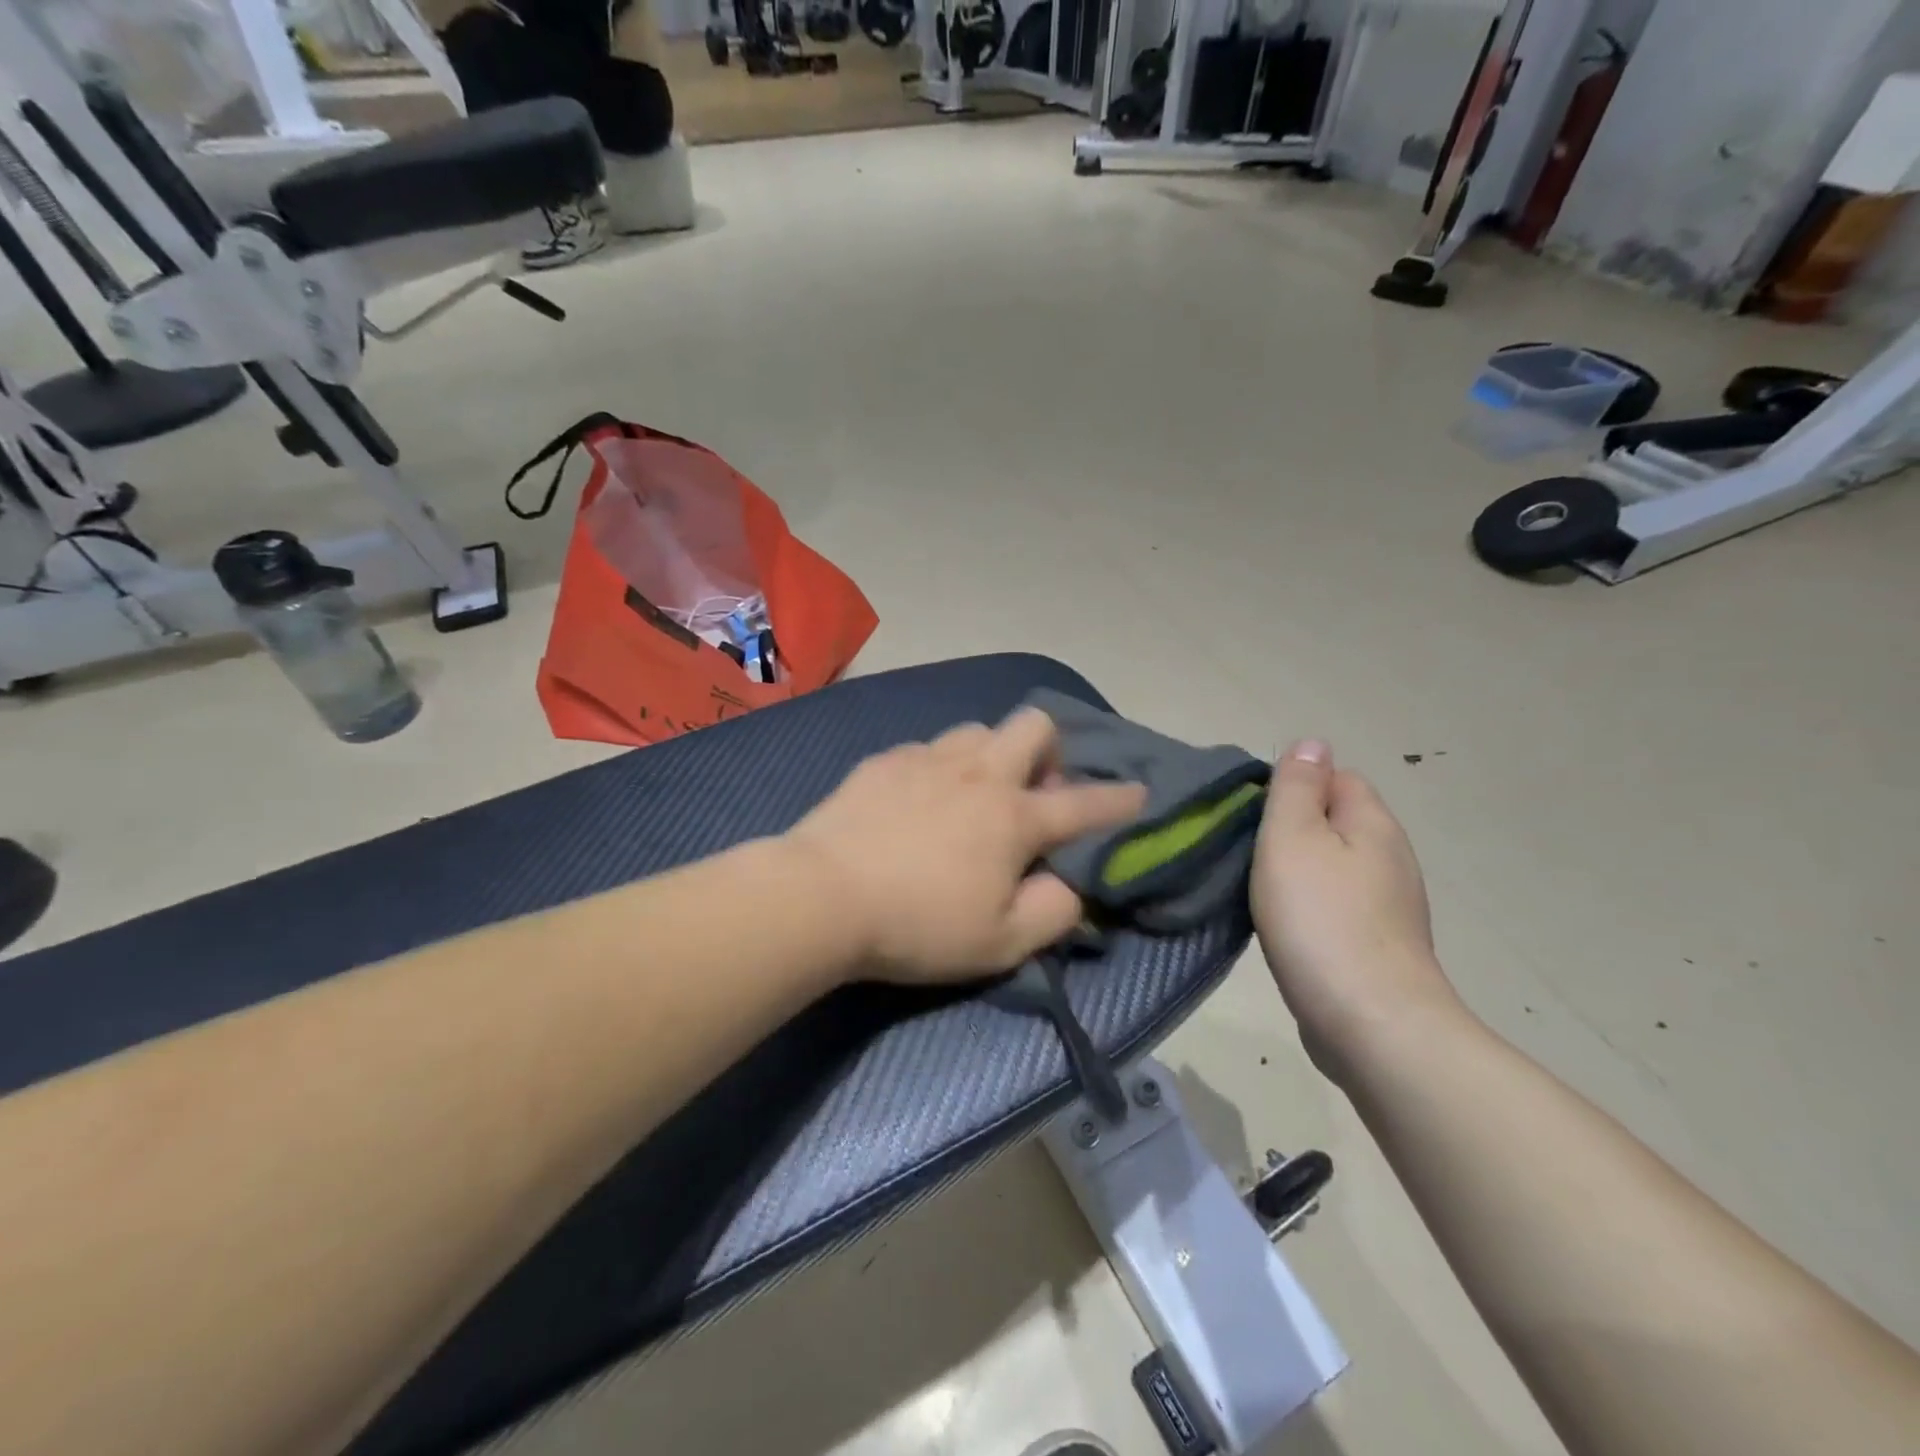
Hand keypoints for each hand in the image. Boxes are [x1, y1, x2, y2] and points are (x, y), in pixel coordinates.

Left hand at [785, 709, 1146, 983]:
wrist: (822, 896)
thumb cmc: (918, 925)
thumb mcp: (1000, 943)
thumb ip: (1052, 913)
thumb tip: (1067, 885)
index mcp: (1014, 817)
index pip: (1084, 803)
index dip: (1119, 800)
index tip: (1139, 791)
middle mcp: (979, 774)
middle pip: (1034, 726)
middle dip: (1050, 751)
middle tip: (1034, 793)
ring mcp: (928, 759)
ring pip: (978, 730)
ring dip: (992, 755)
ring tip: (974, 794)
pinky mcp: (885, 761)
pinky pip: (927, 748)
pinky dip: (939, 768)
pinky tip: (918, 802)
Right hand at [1252, 740, 1459, 1078]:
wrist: (1371, 1023)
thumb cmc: (1320, 918)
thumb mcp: (1293, 837)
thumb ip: (1297, 787)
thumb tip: (1312, 742)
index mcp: (1372, 823)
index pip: (1336, 777)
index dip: (1293, 787)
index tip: (1252, 816)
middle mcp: (1391, 857)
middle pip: (1335, 822)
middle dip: (1292, 830)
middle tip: (1247, 852)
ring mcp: (1390, 905)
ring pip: (1335, 866)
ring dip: (1299, 871)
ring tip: (1258, 890)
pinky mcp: (1379, 946)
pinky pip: (1338, 906)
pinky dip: (1311, 908)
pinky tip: (1286, 927)